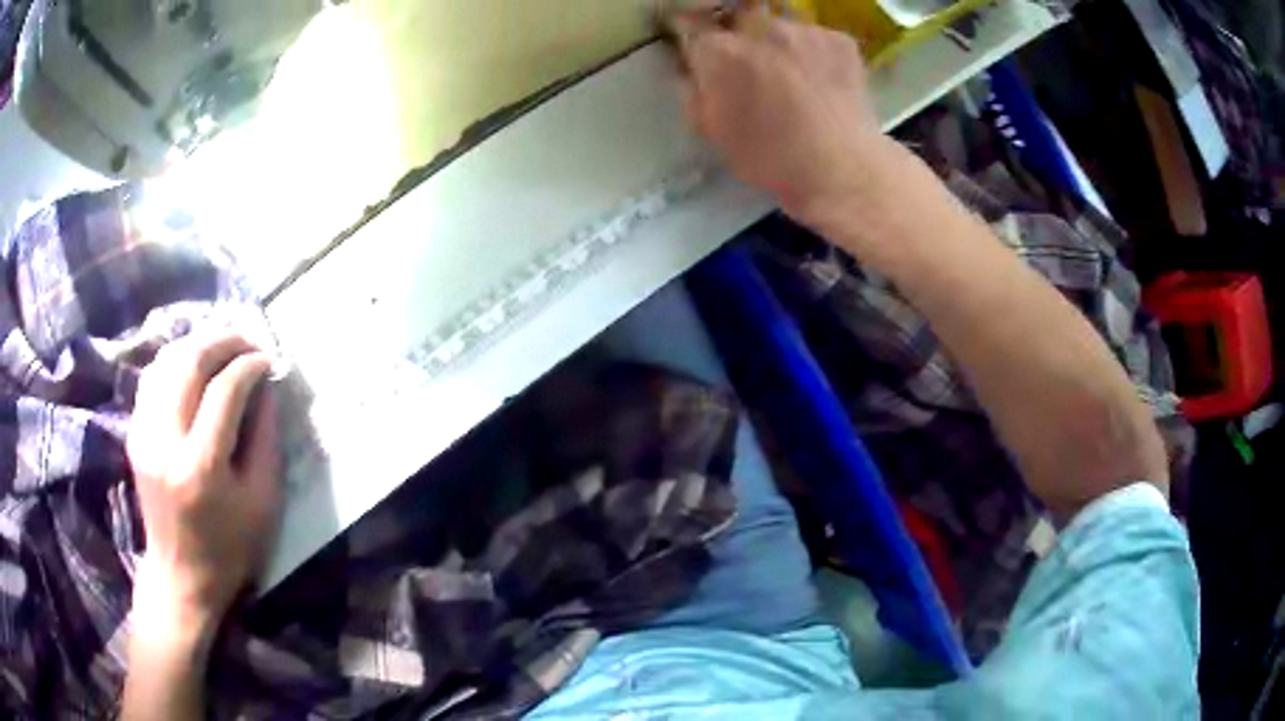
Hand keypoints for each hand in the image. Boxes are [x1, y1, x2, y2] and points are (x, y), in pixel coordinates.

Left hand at [127, 332, 281, 630]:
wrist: (180, 575)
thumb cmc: (230, 548)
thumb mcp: (263, 503)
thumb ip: (266, 439)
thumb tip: (266, 387)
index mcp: (201, 467)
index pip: (224, 391)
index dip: (250, 365)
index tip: (269, 359)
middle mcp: (165, 441)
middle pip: (190, 363)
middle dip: (223, 341)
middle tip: (248, 340)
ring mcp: (144, 434)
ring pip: (167, 362)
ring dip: (198, 344)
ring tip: (222, 348)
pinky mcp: (134, 433)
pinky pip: (153, 378)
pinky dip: (176, 362)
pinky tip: (194, 367)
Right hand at [675, 4, 894, 226]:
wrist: (842, 169)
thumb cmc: (770, 158)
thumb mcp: (712, 132)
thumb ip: (692, 91)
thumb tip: (689, 69)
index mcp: (719, 52)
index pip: (690, 23)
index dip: (694, 36)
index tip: (700, 49)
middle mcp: (758, 28)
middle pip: (736, 18)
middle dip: (737, 35)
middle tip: (750, 65)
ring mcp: (803, 30)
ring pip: (780, 26)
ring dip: (778, 43)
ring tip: (793, 76)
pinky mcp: (839, 39)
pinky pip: (816, 37)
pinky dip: (814, 53)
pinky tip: (822, 81)